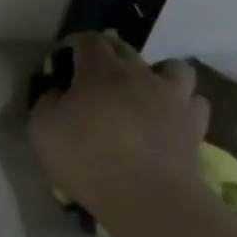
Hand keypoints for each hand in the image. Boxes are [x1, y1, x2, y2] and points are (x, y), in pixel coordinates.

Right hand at [27, 32, 210, 210]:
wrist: (145, 196)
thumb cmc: (85, 159)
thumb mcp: (41, 129)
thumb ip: (47, 101)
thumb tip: (59, 91)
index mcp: (100, 71)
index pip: (87, 40)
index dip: (74, 45)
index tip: (62, 60)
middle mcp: (140, 73)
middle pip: (124, 49)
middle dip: (107, 55)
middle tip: (93, 78)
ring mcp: (173, 96)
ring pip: (171, 67)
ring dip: (156, 73)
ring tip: (143, 93)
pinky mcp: (195, 123)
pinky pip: (192, 102)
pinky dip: (179, 105)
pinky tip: (167, 119)